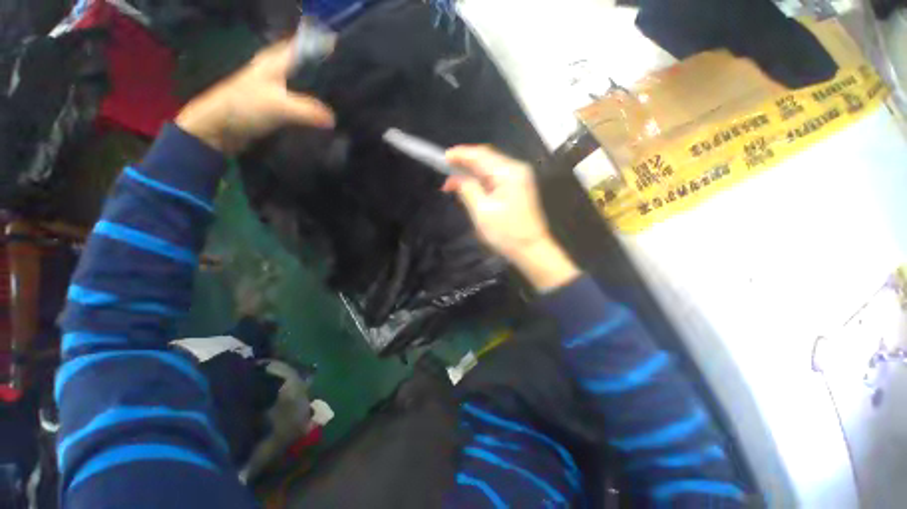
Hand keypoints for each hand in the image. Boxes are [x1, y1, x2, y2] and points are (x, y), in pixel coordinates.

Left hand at [176, 39, 334, 153]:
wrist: (220, 127)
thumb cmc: (246, 106)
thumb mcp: (280, 106)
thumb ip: (309, 111)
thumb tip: (334, 119)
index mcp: (275, 61)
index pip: (302, 46)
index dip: (321, 45)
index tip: (343, 51)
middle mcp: (276, 70)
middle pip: (304, 65)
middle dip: (323, 69)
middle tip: (346, 78)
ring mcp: (275, 88)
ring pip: (302, 83)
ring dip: (318, 89)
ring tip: (340, 96)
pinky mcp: (274, 105)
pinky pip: (299, 101)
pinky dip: (311, 105)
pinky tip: (323, 113)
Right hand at [443, 146, 579, 291]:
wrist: (531, 250)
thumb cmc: (506, 233)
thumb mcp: (482, 211)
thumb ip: (467, 189)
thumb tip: (454, 178)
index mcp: (509, 173)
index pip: (481, 155)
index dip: (461, 154)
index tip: (443, 157)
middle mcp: (516, 170)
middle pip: (486, 159)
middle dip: (465, 163)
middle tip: (445, 170)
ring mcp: (519, 178)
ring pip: (490, 168)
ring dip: (471, 172)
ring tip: (453, 180)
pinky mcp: (517, 188)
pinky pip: (495, 178)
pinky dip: (481, 180)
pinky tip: (469, 186)